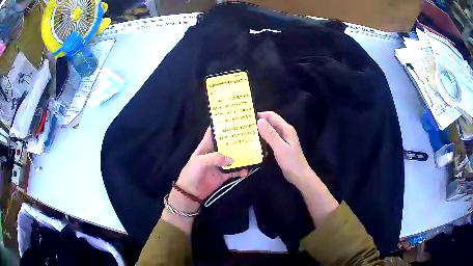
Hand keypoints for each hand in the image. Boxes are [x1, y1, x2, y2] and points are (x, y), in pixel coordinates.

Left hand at [176, 127, 248, 200]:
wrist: (191, 192)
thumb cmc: (192, 173)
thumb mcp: (200, 161)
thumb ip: (215, 158)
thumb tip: (233, 159)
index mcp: (206, 146)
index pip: (213, 131)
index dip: (222, 124)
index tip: (234, 118)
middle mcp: (215, 152)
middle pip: (227, 143)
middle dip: (237, 139)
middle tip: (250, 134)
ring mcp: (221, 164)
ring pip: (234, 156)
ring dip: (242, 155)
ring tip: (253, 151)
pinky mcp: (225, 174)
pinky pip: (235, 171)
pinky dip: (242, 171)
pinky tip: (248, 170)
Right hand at [257, 111, 338, 226]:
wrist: (299, 175)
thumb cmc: (291, 161)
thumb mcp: (280, 147)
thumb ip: (270, 134)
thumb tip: (259, 120)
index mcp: (286, 129)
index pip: (272, 116)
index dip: (261, 114)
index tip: (247, 117)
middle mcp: (284, 131)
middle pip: (270, 122)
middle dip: (259, 122)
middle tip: (244, 126)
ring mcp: (282, 139)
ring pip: (269, 131)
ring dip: (260, 131)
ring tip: (246, 133)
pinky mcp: (280, 146)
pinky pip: (270, 139)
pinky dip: (262, 139)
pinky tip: (254, 143)